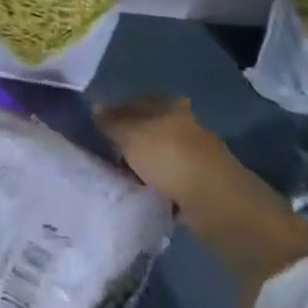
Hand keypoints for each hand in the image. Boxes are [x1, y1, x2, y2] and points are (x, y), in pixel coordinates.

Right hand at [96, 95, 252, 218]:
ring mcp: (193, 154)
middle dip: (124, 144)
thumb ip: (109, 122)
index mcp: (168, 104)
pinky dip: (154, 186)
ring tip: (118, 180)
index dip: (109, 116)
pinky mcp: (199, 183)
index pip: (130, 103)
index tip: (91, 134)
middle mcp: (182, 123)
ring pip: (154, 156)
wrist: (217, 204)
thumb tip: (94, 110)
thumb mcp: (130, 135)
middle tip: (102, 159)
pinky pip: (166, 181)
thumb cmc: (170, 159)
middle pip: (143, 130)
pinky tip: (140, 195)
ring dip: (139, 167)